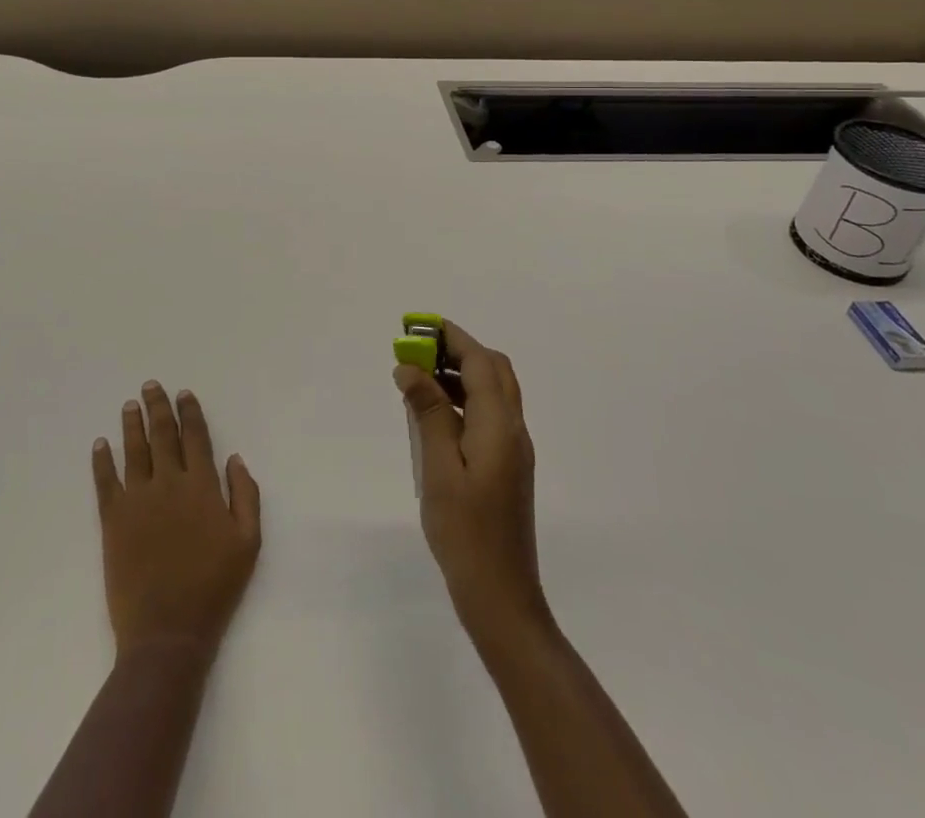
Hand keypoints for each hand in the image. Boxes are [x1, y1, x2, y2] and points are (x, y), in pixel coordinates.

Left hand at [92, 381, 261, 660]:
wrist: (167, 632)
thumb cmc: (214, 587)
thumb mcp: (248, 542)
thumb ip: (246, 495)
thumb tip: (234, 458)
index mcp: (201, 486)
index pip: (195, 437)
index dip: (189, 412)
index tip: (183, 393)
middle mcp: (168, 483)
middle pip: (161, 435)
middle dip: (157, 407)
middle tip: (150, 386)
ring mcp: (138, 500)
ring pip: (134, 451)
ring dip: (131, 425)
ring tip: (129, 405)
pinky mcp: (113, 521)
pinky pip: (106, 482)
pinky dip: (102, 460)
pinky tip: (101, 444)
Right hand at [394, 322, 548, 645]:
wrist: (502, 598)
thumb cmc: (466, 533)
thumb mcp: (439, 469)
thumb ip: (428, 413)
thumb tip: (410, 367)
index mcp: (500, 426)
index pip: (480, 363)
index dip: (452, 338)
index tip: (417, 325)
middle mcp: (513, 430)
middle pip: (494, 370)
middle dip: (458, 350)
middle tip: (417, 350)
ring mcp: (513, 449)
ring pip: (492, 392)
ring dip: (460, 374)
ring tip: (418, 377)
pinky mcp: (506, 466)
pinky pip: (488, 414)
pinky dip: (463, 399)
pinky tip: (433, 414)